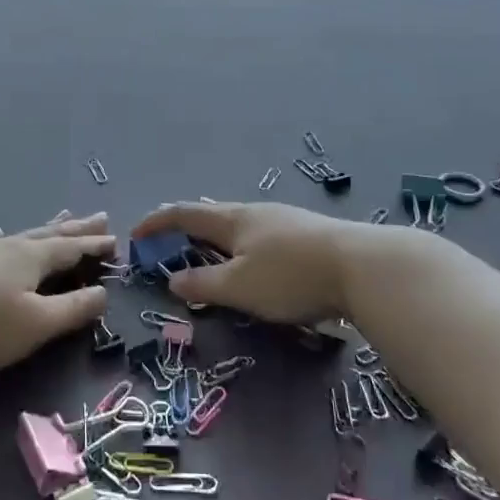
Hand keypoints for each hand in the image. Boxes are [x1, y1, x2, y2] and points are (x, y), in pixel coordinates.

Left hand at [0, 211, 115, 380]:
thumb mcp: (38, 324)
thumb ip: (73, 308)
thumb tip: (103, 293)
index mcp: (32, 257)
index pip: (71, 248)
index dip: (94, 245)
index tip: (115, 240)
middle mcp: (10, 246)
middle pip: (50, 234)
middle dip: (77, 228)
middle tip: (100, 217)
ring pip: (24, 234)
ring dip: (48, 227)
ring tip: (63, 215)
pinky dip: (5, 236)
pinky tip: (0, 232)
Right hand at [131, 200, 357, 323]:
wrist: (364, 267)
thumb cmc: (291, 275)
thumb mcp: (239, 287)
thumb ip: (203, 285)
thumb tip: (173, 279)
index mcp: (232, 219)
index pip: (184, 213)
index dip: (157, 222)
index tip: (136, 234)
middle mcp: (256, 212)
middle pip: (213, 215)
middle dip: (189, 230)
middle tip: (173, 248)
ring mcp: (286, 220)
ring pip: (241, 227)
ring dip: (219, 240)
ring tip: (213, 259)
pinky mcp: (309, 234)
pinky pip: (264, 237)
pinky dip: (245, 248)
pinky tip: (259, 265)